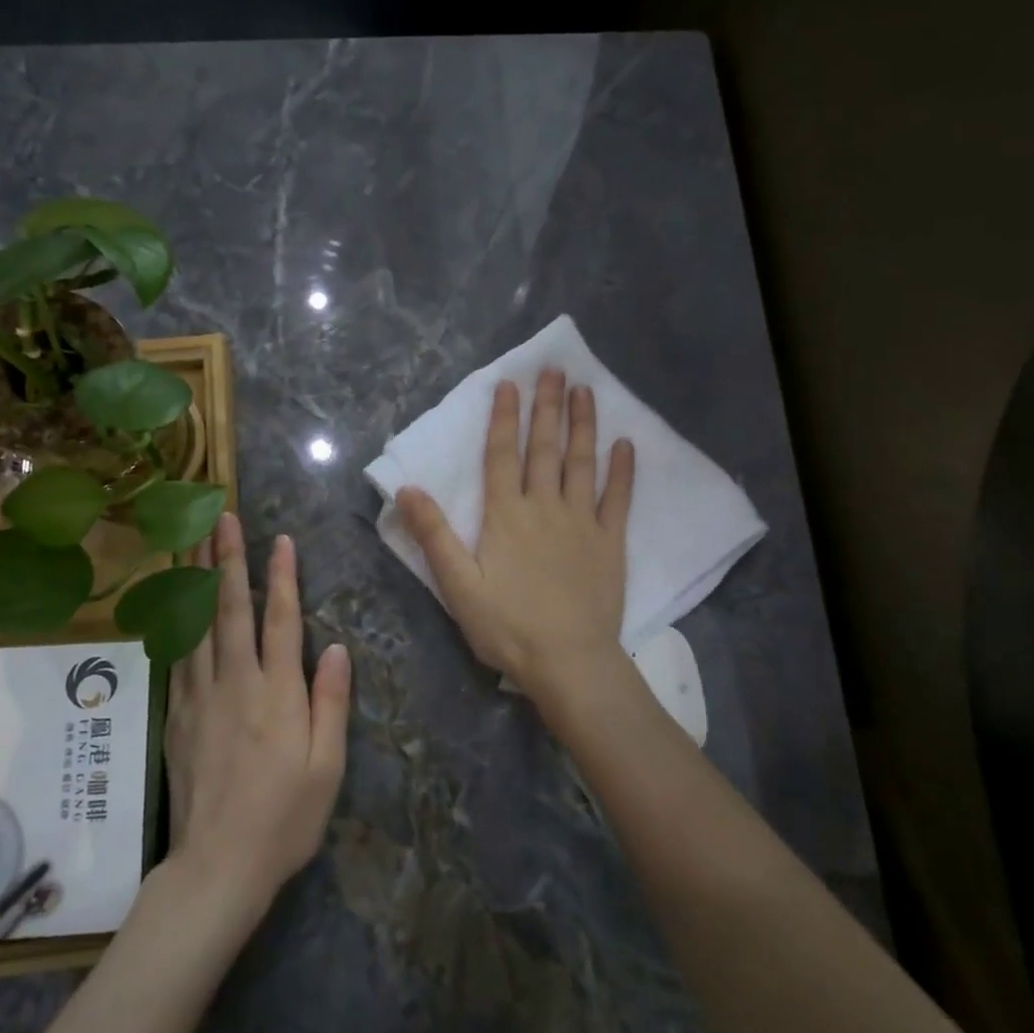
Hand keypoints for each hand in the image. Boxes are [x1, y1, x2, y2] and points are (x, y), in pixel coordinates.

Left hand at [166, 510, 350, 916]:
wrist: (217, 866)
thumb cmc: (285, 818)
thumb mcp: (327, 767)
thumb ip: (330, 703)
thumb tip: (336, 647)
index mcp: (277, 694)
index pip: (280, 620)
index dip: (282, 577)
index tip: (280, 540)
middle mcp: (235, 683)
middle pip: (231, 609)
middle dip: (228, 559)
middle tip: (222, 516)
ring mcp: (200, 696)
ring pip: (196, 624)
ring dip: (195, 578)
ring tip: (191, 539)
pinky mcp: (176, 714)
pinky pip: (176, 655)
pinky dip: (174, 620)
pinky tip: (171, 600)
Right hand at [397, 368, 634, 702]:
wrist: (569, 662)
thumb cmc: (508, 626)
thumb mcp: (457, 585)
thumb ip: (434, 535)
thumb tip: (408, 489)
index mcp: (506, 516)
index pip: (502, 455)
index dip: (505, 418)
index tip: (510, 384)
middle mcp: (545, 507)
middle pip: (545, 449)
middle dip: (548, 408)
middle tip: (555, 370)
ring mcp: (582, 522)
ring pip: (582, 463)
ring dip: (583, 426)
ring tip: (585, 391)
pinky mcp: (610, 542)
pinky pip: (618, 499)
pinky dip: (622, 471)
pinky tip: (626, 445)